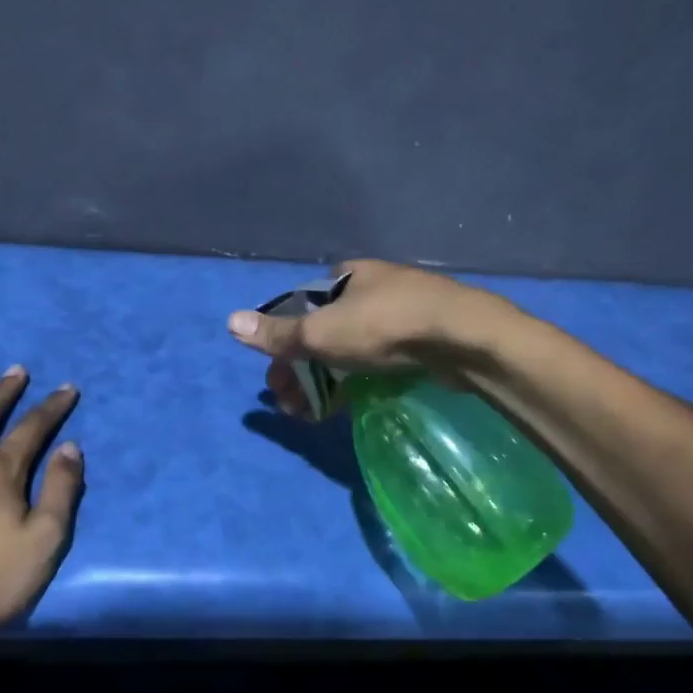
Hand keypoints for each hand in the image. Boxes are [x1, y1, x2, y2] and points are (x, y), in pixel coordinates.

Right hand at [225, 259, 506, 415]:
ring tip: (315, 415)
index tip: (277, 382)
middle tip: (293, 407)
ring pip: (351, 348)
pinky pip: (379, 359)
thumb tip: (230, 322)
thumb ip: (278, 334)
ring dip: (327, 380)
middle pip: (324, 332)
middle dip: (303, 370)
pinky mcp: (422, 338)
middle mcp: (371, 288)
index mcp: (345, 277)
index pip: (300, 310)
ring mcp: (401, 311)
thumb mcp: (322, 332)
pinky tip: (352, 402)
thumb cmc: (384, 327)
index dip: (283, 347)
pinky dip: (358, 379)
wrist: (461, 337)